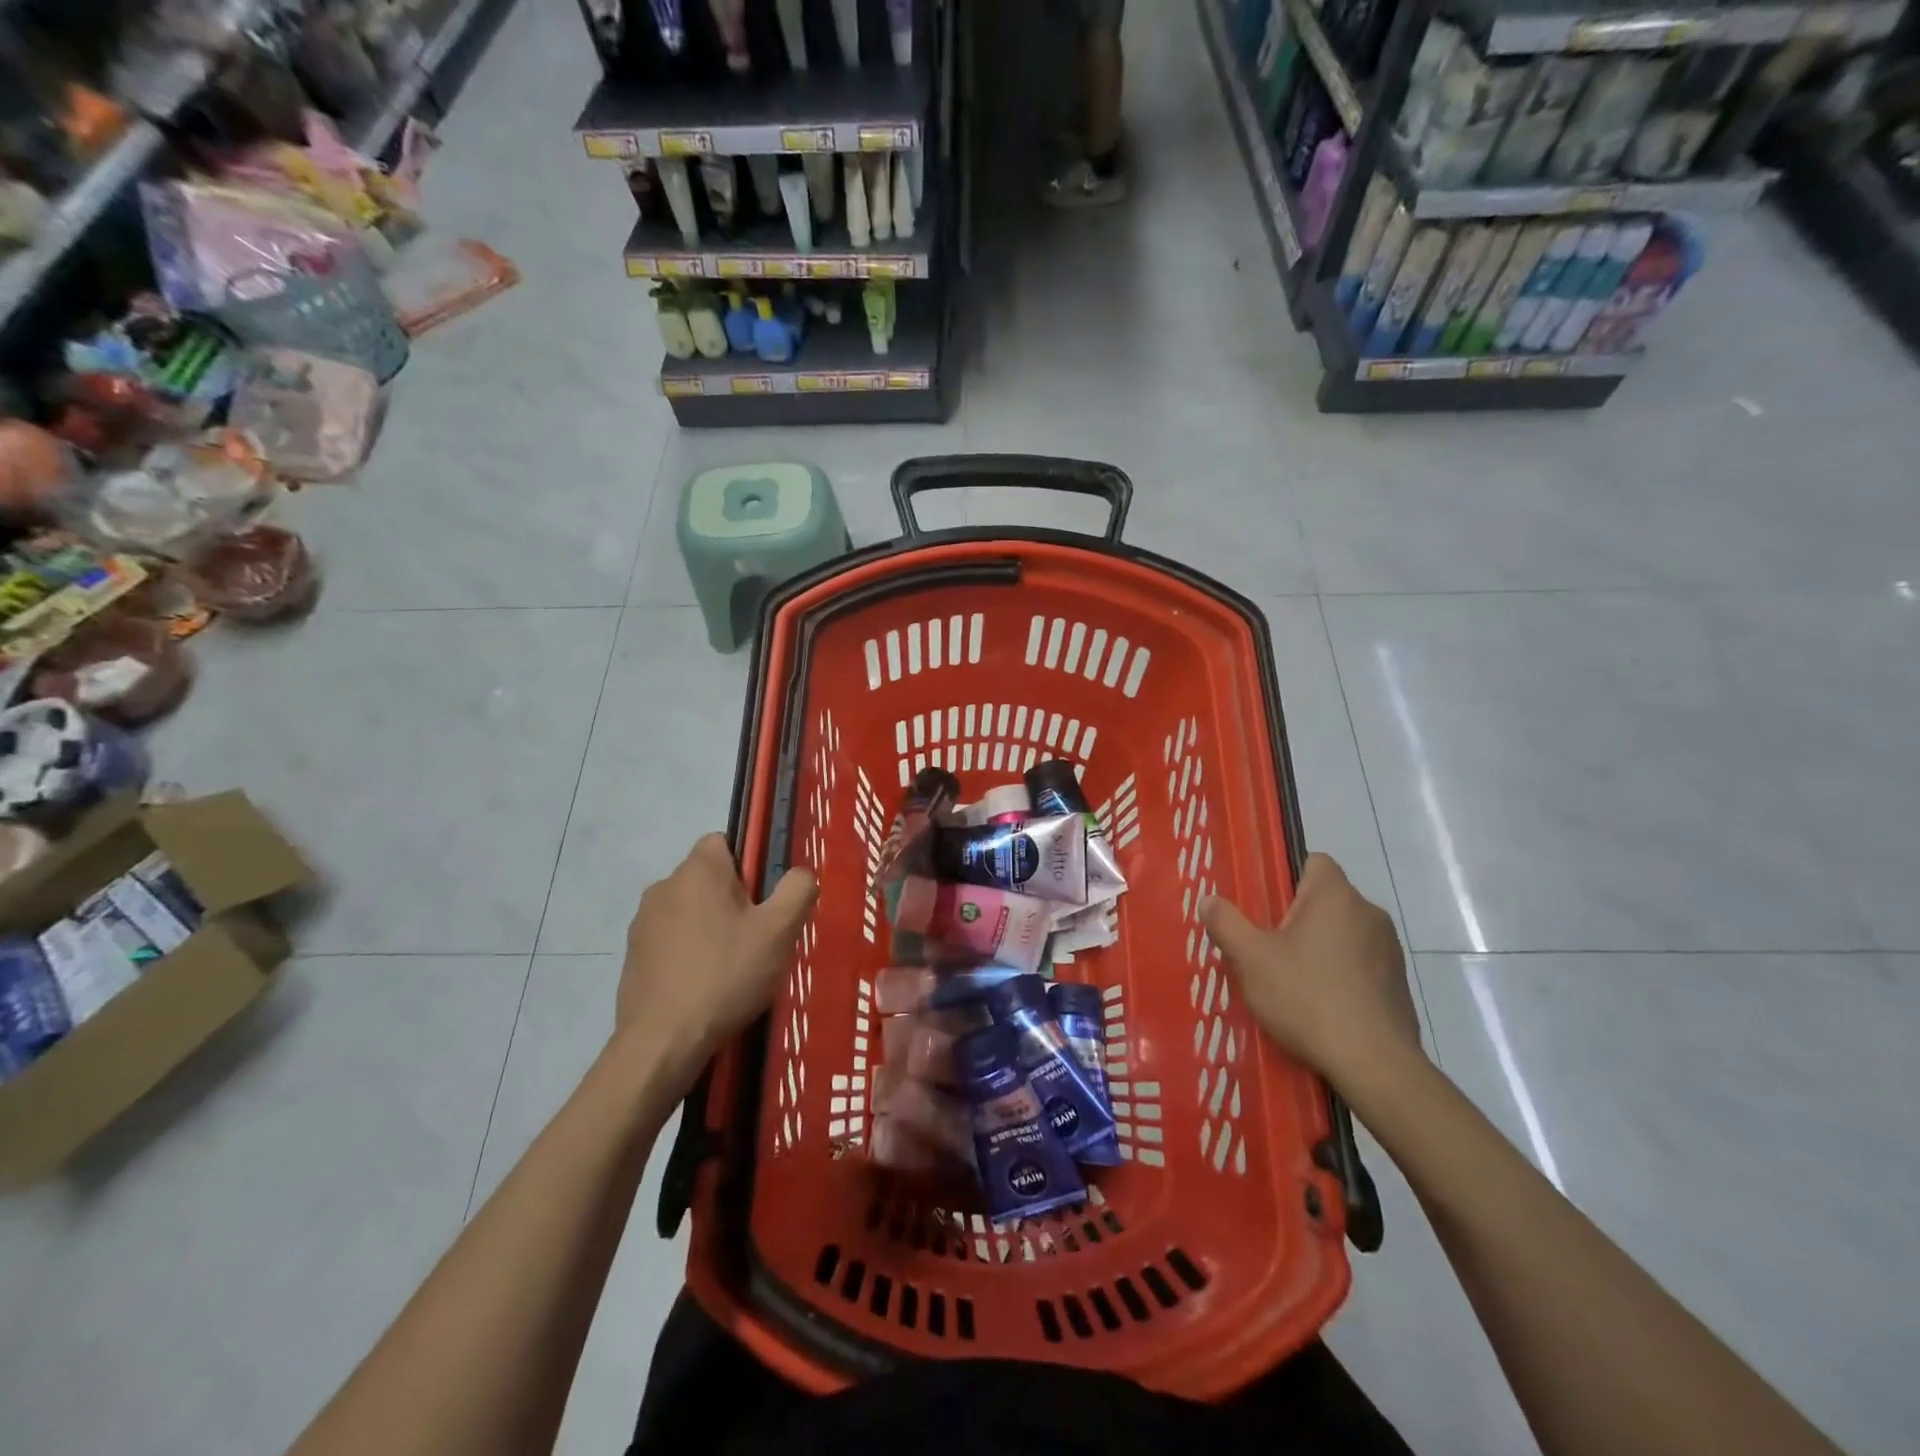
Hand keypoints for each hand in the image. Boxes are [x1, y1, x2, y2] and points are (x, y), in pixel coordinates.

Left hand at [617, 835, 816, 1061]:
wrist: (663, 1041)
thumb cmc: (726, 975)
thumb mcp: (780, 931)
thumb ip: (798, 890)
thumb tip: (800, 874)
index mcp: (698, 871)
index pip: (723, 841)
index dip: (749, 865)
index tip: (764, 900)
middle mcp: (663, 886)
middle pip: (708, 878)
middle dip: (733, 900)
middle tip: (757, 938)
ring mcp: (642, 923)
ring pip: (689, 910)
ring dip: (709, 927)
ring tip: (731, 967)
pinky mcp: (632, 956)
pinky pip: (670, 941)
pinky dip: (688, 953)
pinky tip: (704, 986)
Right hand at [1201, 854, 1419, 1086]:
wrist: (1374, 1064)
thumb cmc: (1307, 997)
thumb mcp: (1250, 959)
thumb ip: (1226, 923)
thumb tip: (1209, 899)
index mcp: (1335, 896)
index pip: (1314, 861)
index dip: (1286, 877)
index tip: (1265, 905)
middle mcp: (1369, 913)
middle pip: (1326, 900)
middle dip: (1297, 918)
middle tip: (1266, 947)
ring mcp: (1390, 950)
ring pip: (1344, 934)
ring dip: (1321, 948)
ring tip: (1291, 981)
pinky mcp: (1399, 985)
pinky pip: (1362, 966)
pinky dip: (1341, 976)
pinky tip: (1320, 1007)